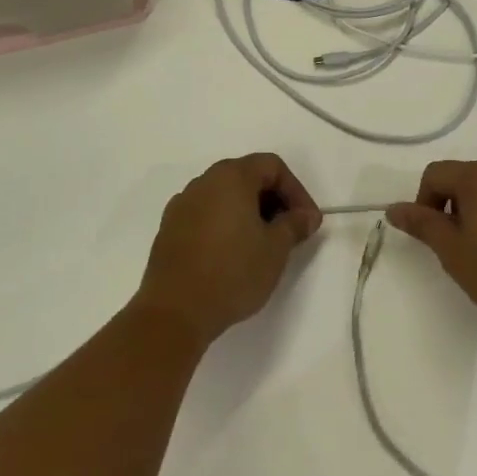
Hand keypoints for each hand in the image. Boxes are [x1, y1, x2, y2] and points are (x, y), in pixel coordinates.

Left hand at [133, 154, 322, 346]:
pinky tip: (232, 254)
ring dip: (248, 212)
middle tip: (288, 231)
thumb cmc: (233, 272)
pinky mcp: (169, 228)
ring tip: (262, 245)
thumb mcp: (275, 249)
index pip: (272, 166)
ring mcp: (182, 204)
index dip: (296, 190)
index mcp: (231, 176)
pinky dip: (225, 224)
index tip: (306, 221)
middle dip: (273, 200)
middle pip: (247, 176)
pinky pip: (205, 214)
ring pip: (224, 196)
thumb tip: (306, 215)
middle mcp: (204, 181)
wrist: (175, 310)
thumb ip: (294, 224)